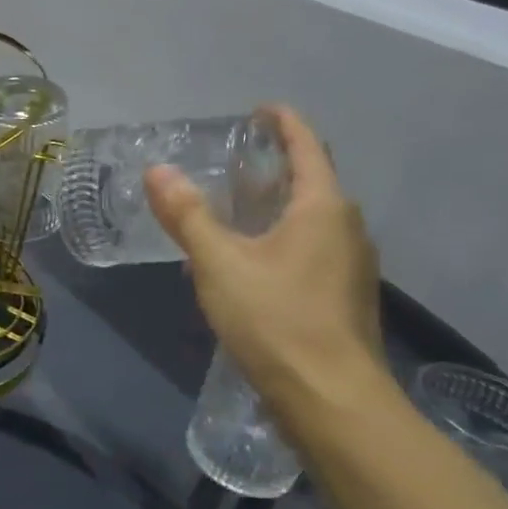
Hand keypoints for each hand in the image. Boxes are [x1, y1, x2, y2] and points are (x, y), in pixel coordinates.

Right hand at [145, 105, 387, 413]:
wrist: (331, 399)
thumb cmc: (277, 320)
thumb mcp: (219, 264)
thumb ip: (188, 215)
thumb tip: (158, 171)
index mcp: (323, 208)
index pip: (307, 146)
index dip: (283, 122)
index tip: (258, 110)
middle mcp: (346, 228)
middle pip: (310, 181)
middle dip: (271, 167)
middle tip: (228, 164)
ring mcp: (349, 264)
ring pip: (308, 220)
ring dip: (271, 208)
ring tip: (227, 213)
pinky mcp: (341, 296)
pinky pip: (307, 250)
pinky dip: (275, 241)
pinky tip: (243, 265)